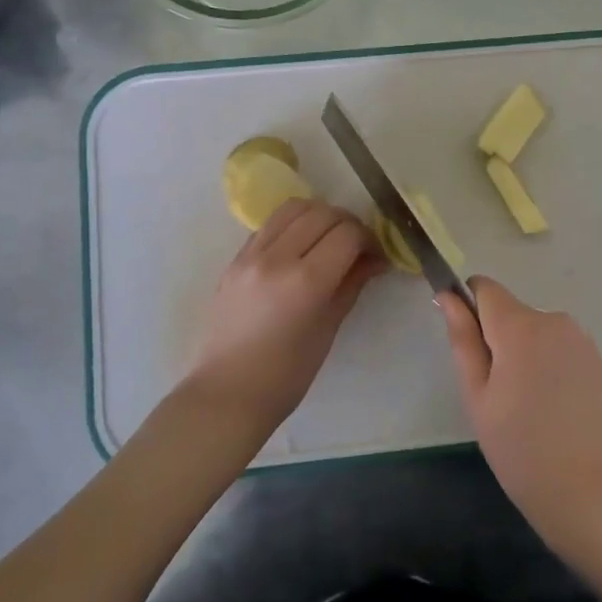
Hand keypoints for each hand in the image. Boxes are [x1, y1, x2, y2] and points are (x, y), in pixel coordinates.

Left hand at [185, 198, 384, 433]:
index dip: (369, 239)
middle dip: (348, 223)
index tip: (375, 256)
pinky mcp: (235, 259)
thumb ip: (351, 285)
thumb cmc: (285, 376)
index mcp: (305, 282)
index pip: (347, 234)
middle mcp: (276, 258)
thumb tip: (375, 259)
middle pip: (323, 213)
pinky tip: (299, 248)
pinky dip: (292, 226)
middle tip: (356, 247)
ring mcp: (250, 255)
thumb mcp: (328, 330)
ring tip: (328, 239)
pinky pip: (270, 225)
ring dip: (319, 216)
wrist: (226, 393)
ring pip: (293, 208)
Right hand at [439, 276, 601, 553]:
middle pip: (511, 313)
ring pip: (536, 333)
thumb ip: (463, 340)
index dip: (468, 306)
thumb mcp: (478, 397)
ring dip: (524, 356)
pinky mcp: (600, 363)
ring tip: (526, 409)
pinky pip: (561, 351)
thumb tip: (448, 296)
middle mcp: (555, 320)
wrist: (595, 495)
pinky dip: (549, 369)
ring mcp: (582, 341)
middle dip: (497, 340)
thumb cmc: (522, 450)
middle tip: (494, 395)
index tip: (466, 346)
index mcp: (520, 325)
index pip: (484, 287)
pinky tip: (554, 413)